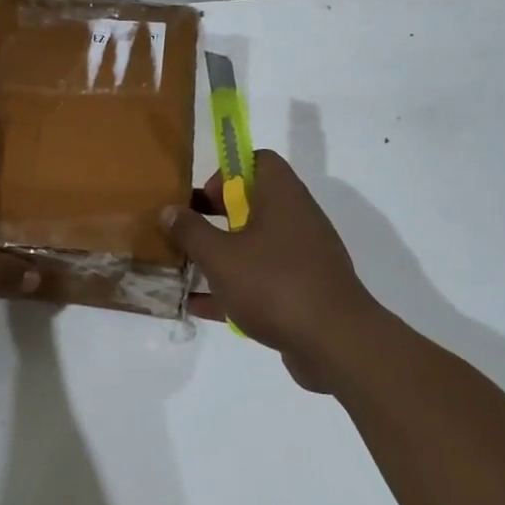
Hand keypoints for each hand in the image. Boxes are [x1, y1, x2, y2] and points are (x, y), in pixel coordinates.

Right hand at [161, 150, 383, 391]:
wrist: (335, 343)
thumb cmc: (274, 284)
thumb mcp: (220, 256)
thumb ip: (190, 231)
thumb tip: (169, 210)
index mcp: (282, 197)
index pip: (259, 160)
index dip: (228, 172)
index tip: (204, 198)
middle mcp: (297, 219)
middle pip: (253, 204)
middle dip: (216, 217)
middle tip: (188, 233)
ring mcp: (304, 257)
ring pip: (256, 245)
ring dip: (223, 254)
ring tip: (186, 269)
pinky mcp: (304, 291)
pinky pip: (263, 280)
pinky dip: (235, 287)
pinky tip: (201, 306)